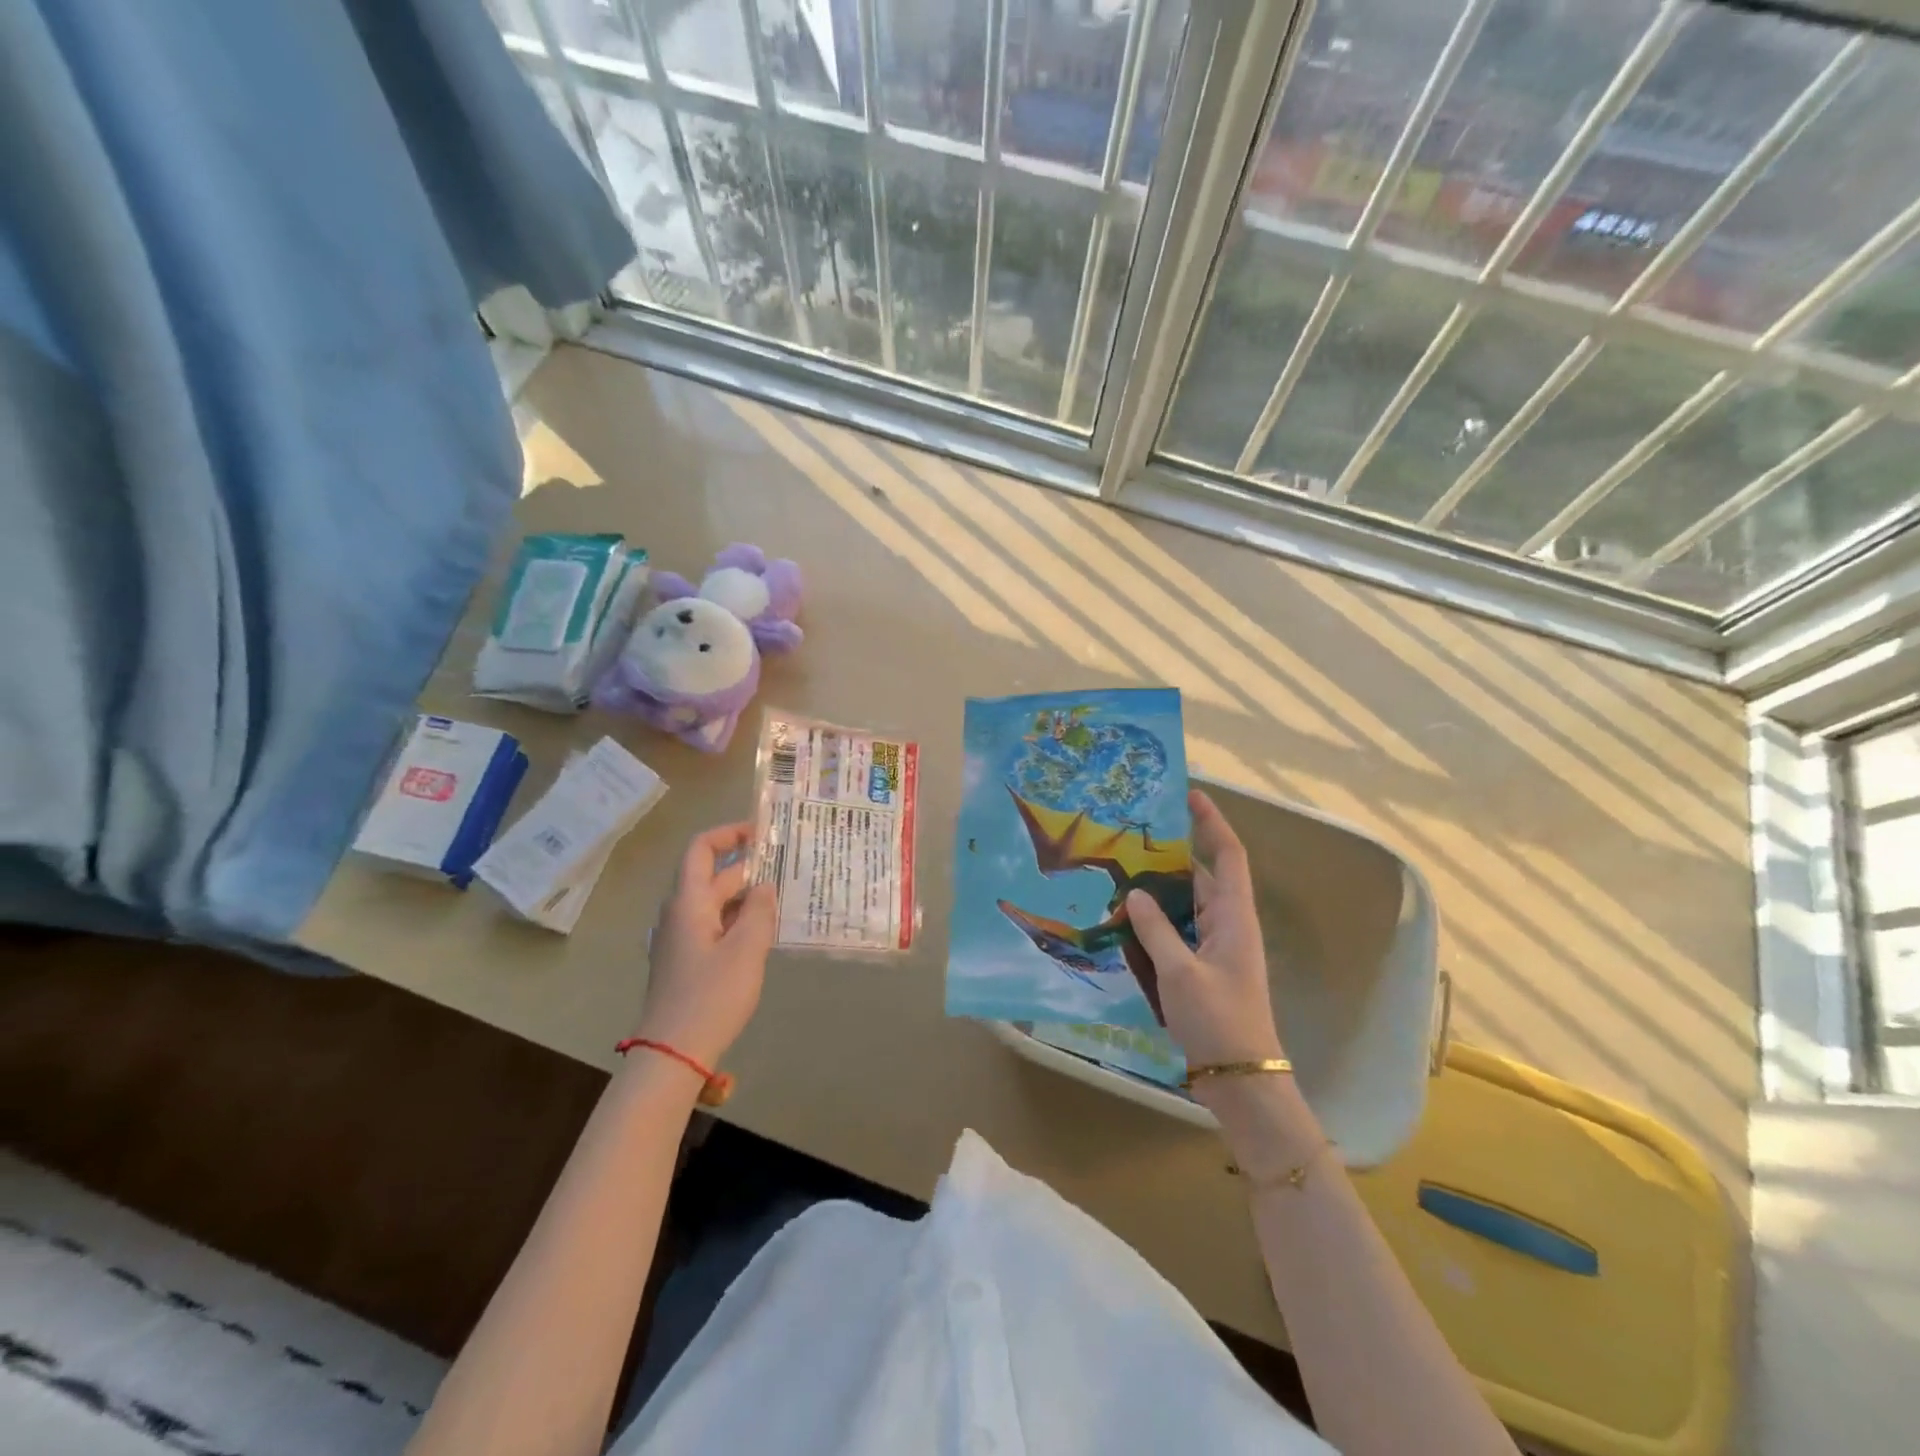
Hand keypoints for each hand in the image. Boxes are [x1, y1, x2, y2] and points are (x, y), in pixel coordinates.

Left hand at [635, 823, 776, 1068]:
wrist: (673, 1053)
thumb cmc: (711, 996)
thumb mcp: (746, 949)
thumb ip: (759, 911)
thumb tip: (764, 886)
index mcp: (688, 902)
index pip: (702, 849)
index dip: (729, 834)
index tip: (763, 833)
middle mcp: (680, 914)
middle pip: (713, 877)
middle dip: (749, 868)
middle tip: (789, 868)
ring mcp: (681, 939)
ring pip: (716, 904)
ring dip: (747, 897)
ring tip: (784, 899)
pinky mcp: (687, 962)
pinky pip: (715, 927)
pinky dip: (739, 921)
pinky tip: (765, 933)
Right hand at [1127, 790, 1283, 1068]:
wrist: (1241, 1079)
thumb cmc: (1218, 1019)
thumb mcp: (1180, 972)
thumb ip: (1155, 929)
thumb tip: (1134, 892)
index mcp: (1234, 917)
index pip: (1228, 855)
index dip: (1212, 822)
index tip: (1189, 795)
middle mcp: (1228, 924)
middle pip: (1201, 876)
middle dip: (1171, 855)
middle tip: (1132, 837)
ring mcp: (1217, 947)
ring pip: (1186, 905)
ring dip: (1159, 890)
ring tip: (1120, 872)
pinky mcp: (1203, 967)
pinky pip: (1179, 931)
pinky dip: (1156, 921)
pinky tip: (1125, 920)